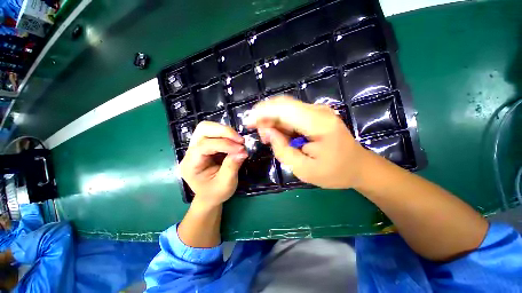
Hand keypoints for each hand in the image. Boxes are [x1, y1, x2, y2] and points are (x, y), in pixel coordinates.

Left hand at [179, 121, 247, 206]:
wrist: (210, 196)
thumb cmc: (216, 193)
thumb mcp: (226, 184)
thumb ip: (232, 166)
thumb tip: (243, 151)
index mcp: (190, 165)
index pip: (204, 146)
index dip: (225, 144)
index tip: (241, 149)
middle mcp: (190, 152)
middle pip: (203, 129)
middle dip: (224, 132)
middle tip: (240, 141)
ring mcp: (197, 147)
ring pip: (208, 127)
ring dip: (226, 131)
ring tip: (239, 141)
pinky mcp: (205, 145)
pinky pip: (215, 132)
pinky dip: (227, 134)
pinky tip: (235, 142)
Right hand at [246, 96, 368, 188]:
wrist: (358, 167)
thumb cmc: (334, 172)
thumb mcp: (304, 169)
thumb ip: (282, 150)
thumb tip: (268, 132)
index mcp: (318, 123)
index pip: (284, 109)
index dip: (262, 113)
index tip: (248, 123)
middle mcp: (318, 111)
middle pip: (283, 105)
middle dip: (265, 117)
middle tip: (260, 135)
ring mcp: (318, 111)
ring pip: (286, 109)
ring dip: (272, 121)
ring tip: (269, 138)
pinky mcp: (316, 115)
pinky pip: (292, 115)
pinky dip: (281, 123)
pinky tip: (278, 135)